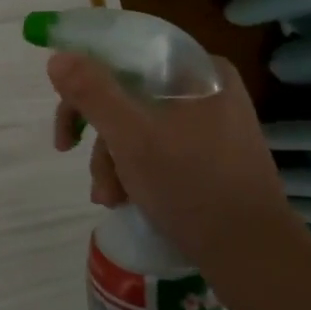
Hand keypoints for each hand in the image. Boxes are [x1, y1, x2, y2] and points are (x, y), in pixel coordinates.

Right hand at [49, 53, 297, 267]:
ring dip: (110, 159)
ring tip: (108, 196)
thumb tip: (58, 56)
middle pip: (128, 93)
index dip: (87, 75)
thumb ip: (91, 92)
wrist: (253, 255)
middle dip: (97, 131)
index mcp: (200, 71)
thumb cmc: (191, 185)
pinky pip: (156, 147)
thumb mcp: (130, 137)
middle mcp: (207, 89)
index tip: (65, 107)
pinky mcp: (211, 156)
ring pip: (137, 124)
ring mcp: (211, 124)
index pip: (127, 54)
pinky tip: (125, 198)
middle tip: (69, 151)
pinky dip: (133, 170)